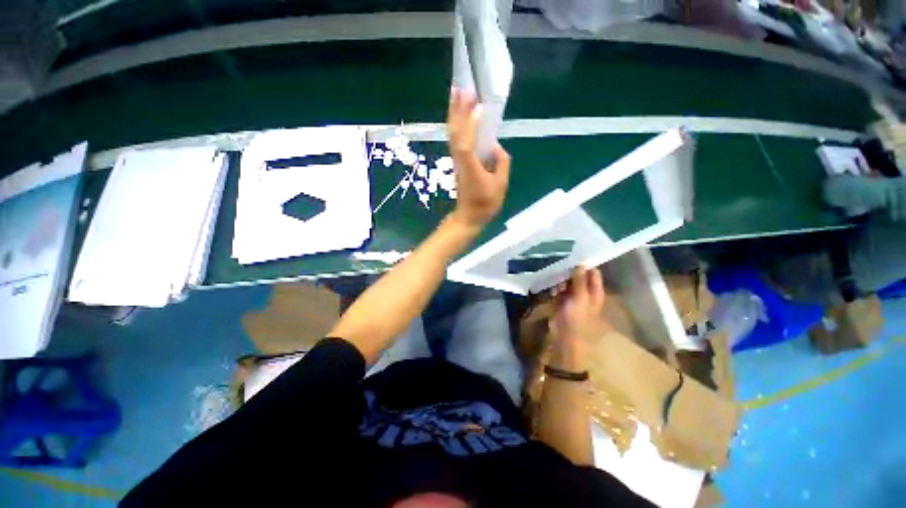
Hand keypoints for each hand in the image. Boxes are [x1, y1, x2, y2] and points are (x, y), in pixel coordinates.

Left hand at [446, 87, 510, 229]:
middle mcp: (461, 160)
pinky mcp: (458, 162)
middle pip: (456, 133)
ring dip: (455, 114)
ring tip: (457, 94)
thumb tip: (495, 146)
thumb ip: (502, 163)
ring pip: (453, 135)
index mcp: (471, 167)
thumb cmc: (485, 203)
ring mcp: (457, 161)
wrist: (469, 216)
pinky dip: (457, 125)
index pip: (467, 143)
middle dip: (458, 111)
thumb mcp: (501, 185)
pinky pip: (456, 140)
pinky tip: (460, 115)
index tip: (477, 105)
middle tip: (462, 88)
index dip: (470, 124)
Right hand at [549, 267, 605, 369]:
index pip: (593, 272)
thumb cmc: (577, 318)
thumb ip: (580, 281)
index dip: (585, 264)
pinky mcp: (564, 301)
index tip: (573, 256)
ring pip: (568, 282)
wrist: (566, 338)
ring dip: (562, 280)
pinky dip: (557, 288)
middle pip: (580, 276)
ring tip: (556, 281)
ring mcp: (574, 296)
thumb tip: (580, 264)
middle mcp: (586, 292)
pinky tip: (553, 290)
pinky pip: (560, 289)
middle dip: (570, 271)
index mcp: (595, 291)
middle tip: (561, 267)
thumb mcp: (580, 298)